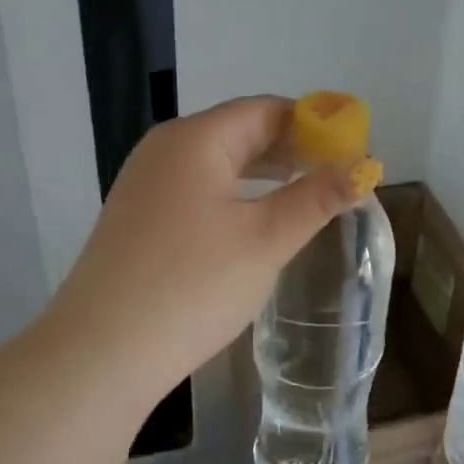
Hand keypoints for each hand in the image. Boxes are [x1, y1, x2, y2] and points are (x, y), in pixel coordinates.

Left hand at [47, 96, 371, 401]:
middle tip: (337, 175)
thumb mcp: (266, 239)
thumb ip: (316, 198)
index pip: (266, 110)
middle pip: (240, 131)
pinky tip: (255, 221)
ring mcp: (145, 184)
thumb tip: (363, 168)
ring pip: (219, 163)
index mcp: (195, 139)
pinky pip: (198, 190)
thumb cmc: (192, 285)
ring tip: (307, 194)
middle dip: (292, 148)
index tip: (353, 151)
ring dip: (265, 173)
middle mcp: (165, 150)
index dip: (315, 124)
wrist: (101, 353)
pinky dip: (235, 195)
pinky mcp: (138, 219)